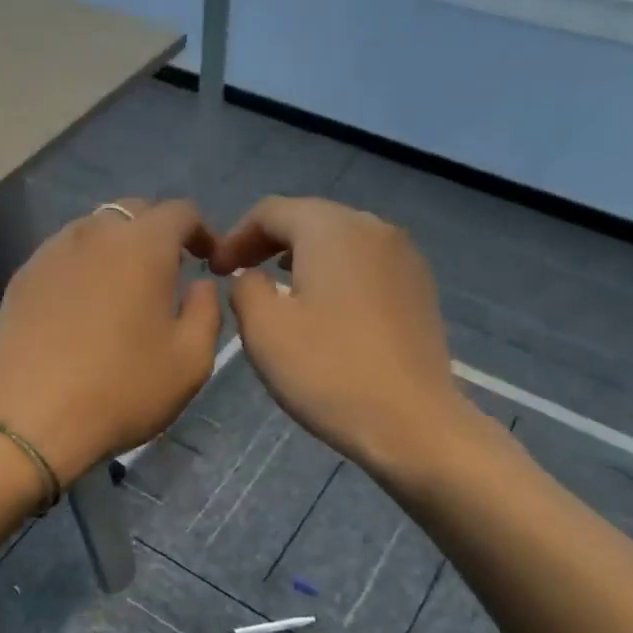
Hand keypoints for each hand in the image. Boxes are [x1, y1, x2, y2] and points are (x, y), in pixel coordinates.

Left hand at [0, 199, 220, 484]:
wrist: (32, 418)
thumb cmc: (122, 389)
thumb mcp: (191, 360)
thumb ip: (207, 311)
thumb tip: (199, 285)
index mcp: (143, 245)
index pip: (179, 212)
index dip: (200, 230)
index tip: (207, 259)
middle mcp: (95, 233)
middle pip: (133, 212)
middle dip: (157, 234)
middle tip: (166, 273)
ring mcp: (51, 253)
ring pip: (93, 231)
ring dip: (116, 249)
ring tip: (122, 289)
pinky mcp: (22, 278)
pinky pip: (62, 257)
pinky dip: (82, 268)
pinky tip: (82, 308)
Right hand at [209, 196, 473, 476]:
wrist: (410, 421)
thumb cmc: (328, 371)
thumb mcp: (264, 330)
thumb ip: (245, 288)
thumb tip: (252, 277)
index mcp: (331, 229)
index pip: (271, 211)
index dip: (235, 236)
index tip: (213, 270)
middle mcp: (373, 228)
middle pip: (309, 218)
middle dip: (268, 243)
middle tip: (240, 275)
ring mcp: (404, 257)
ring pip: (340, 241)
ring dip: (302, 258)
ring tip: (278, 288)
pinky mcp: (419, 288)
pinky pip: (365, 265)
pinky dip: (334, 275)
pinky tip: (323, 309)